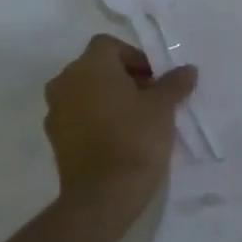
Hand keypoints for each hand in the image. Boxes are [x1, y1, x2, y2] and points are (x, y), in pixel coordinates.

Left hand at [43, 35, 196, 229]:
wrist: (102, 195)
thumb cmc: (135, 139)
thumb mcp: (163, 108)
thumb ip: (174, 83)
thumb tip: (187, 70)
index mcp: (90, 65)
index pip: (110, 45)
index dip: (134, 58)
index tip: (154, 80)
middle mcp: (66, 81)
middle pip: (96, 67)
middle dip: (123, 77)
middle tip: (150, 99)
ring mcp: (55, 110)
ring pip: (85, 91)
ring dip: (107, 97)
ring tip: (135, 120)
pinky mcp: (55, 137)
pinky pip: (77, 115)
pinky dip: (95, 118)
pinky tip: (117, 138)